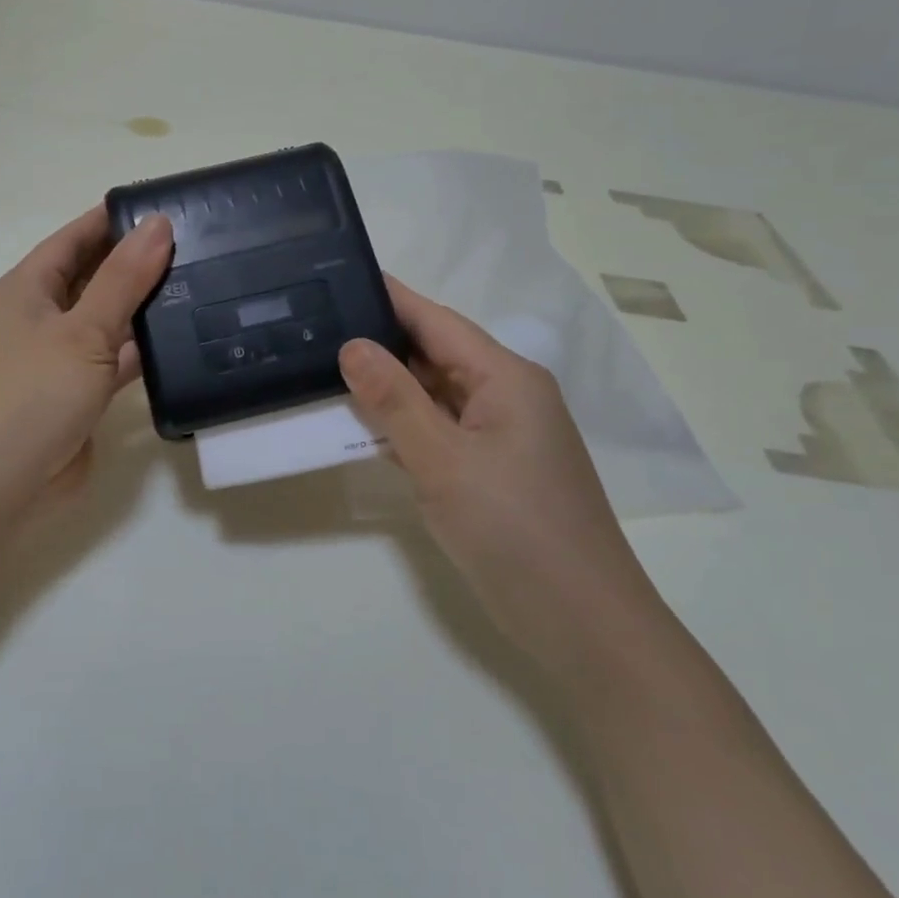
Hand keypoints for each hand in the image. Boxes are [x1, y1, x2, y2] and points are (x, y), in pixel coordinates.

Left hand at [0, 207, 173, 518]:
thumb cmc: (32, 395)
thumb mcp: (83, 331)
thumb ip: (124, 279)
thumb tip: (158, 223)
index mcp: (27, 288)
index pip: (75, 237)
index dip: (115, 220)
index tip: (166, 207)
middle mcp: (40, 316)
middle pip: (93, 276)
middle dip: (137, 261)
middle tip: (197, 245)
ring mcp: (58, 357)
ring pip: (107, 319)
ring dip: (144, 307)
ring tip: (201, 285)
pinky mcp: (77, 392)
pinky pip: (114, 359)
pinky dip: (142, 351)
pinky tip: (184, 341)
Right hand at [338, 277, 666, 688]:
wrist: (582, 623)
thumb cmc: (515, 531)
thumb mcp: (444, 461)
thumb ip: (395, 401)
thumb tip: (352, 346)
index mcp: (506, 378)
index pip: (437, 321)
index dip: (390, 298)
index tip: (339, 274)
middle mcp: (507, 397)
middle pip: (436, 354)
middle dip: (380, 342)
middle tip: (317, 327)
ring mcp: (502, 436)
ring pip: (435, 395)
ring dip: (389, 387)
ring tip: (325, 368)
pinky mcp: (493, 471)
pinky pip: (440, 431)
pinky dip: (404, 425)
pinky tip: (363, 425)